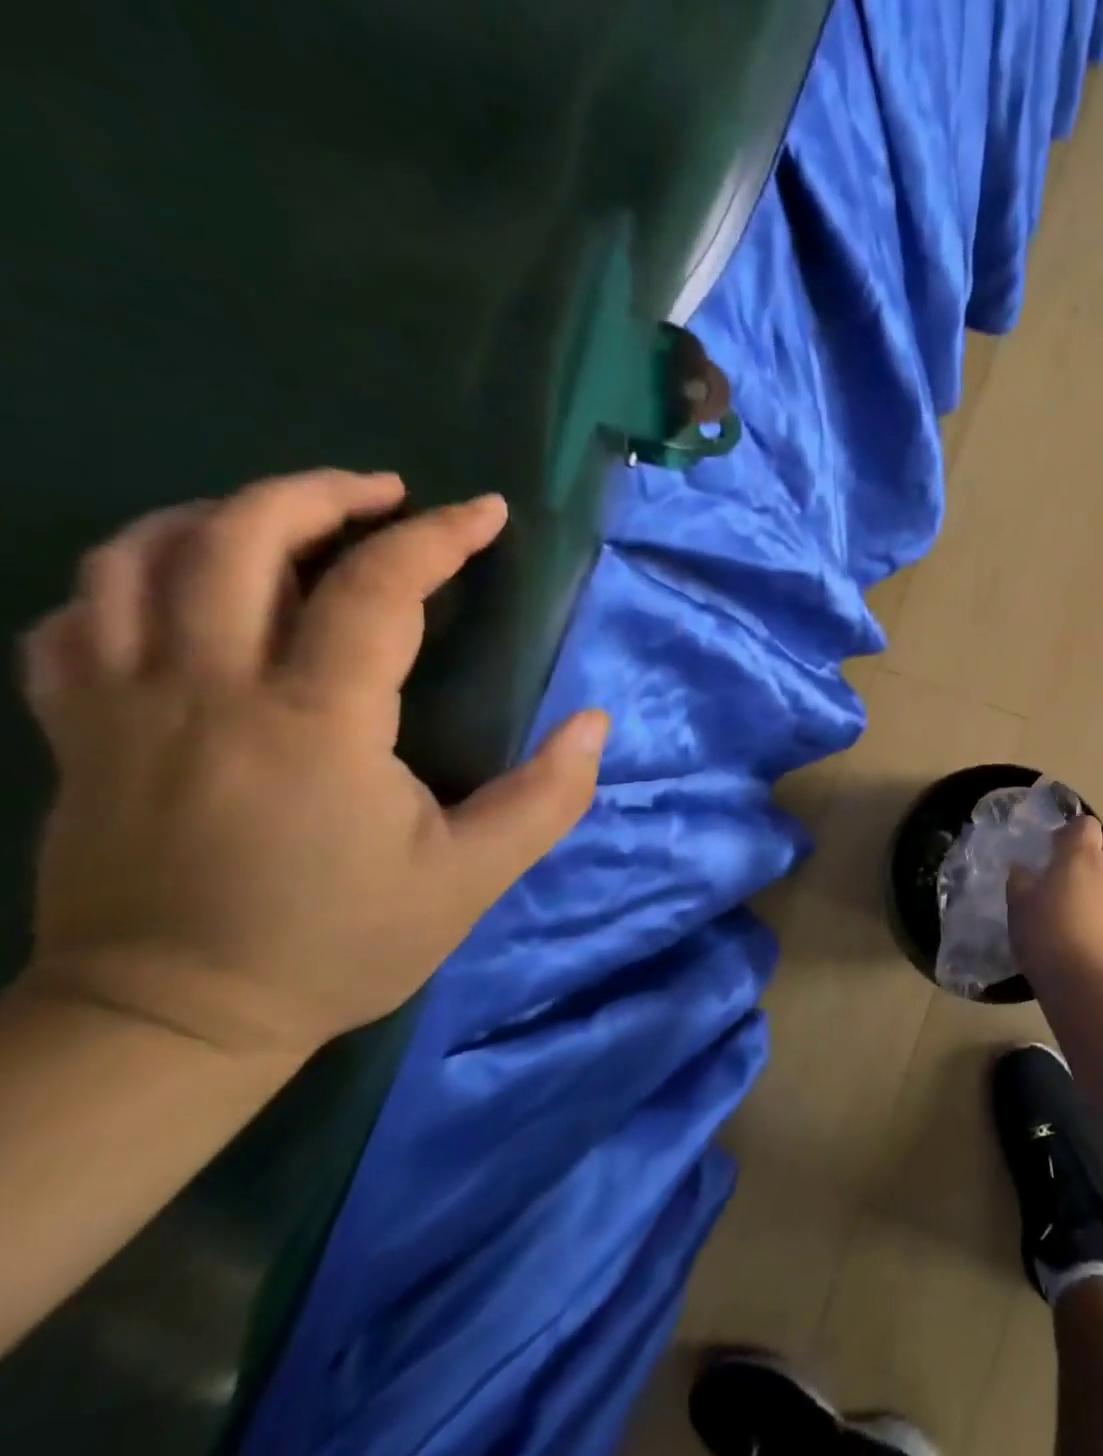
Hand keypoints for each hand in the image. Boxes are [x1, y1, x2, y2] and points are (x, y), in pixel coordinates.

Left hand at [17, 469, 606, 1063]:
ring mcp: (122, 705)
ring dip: (223, 514)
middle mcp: (205, 691)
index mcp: (312, 725)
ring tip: (291, 519)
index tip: (487, 513)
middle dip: (322, 494)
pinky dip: (133, 571)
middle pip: (237, 538)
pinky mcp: (79, 730)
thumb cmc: (340, 942)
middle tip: (387, 495)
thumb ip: (548, 796)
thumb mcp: (473, 878)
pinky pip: (78, 613)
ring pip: (139, 557)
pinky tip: (187, 582)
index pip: (374, 590)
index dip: (438, 538)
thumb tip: (595, 723)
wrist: (172, 1021)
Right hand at [1006, 816, 1102, 996]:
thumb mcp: (1019, 908)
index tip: (1055, 851)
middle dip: (1096, 856)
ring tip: (1091, 909)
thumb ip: (1021, 882)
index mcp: (1081, 856)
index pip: (1085, 824)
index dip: (1071, 834)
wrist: (1092, 987)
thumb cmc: (1048, 938)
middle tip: (1073, 879)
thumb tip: (1023, 869)